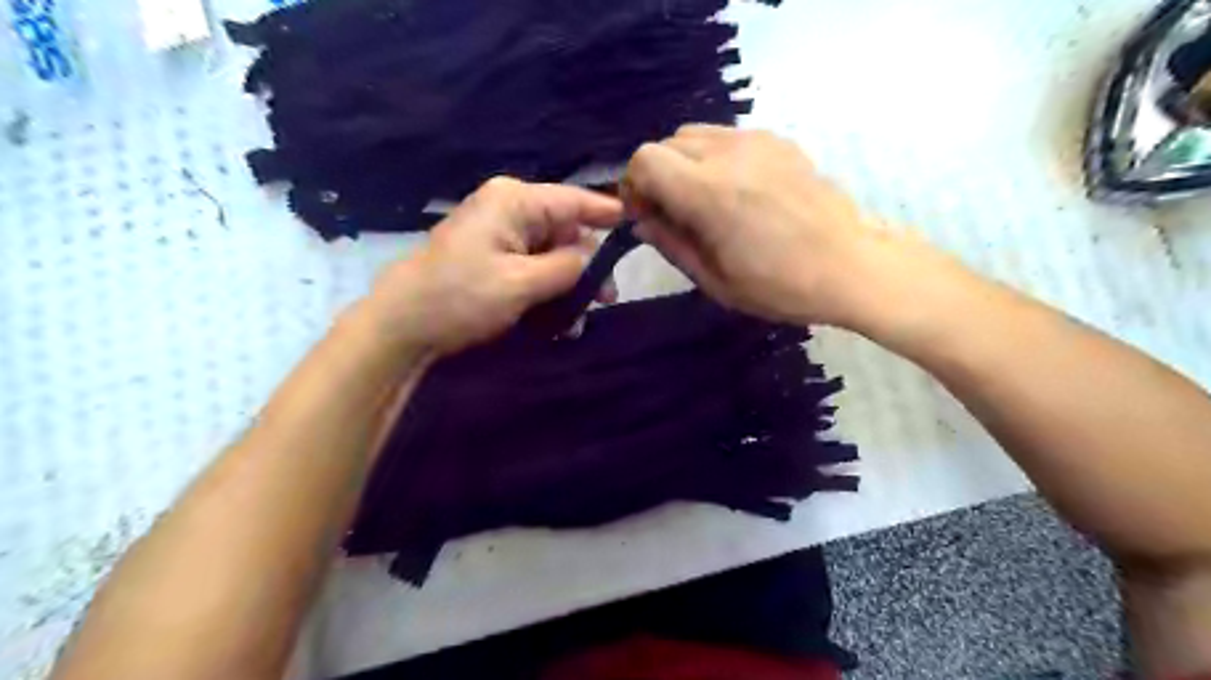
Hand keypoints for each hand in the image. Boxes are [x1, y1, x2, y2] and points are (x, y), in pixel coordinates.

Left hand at [362, 174, 623, 354]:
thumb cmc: (460, 297)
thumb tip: (592, 257)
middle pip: (565, 230)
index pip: (574, 200)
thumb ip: (566, 267)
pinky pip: (531, 267)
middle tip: (606, 300)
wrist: (402, 324)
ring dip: (566, 285)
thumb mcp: (521, 283)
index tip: (638, 225)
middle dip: (586, 266)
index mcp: (514, 202)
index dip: (608, 213)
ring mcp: (498, 234)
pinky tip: (554, 319)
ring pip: (551, 253)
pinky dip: (545, 290)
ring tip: (576, 320)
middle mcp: (508, 209)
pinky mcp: (491, 256)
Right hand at [623, 124, 918, 331]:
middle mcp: (728, 153)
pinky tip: (738, 191)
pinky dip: (716, 157)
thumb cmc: (781, 286)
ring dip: (686, 164)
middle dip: (658, 176)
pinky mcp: (779, 140)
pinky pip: (728, 136)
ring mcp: (758, 141)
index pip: (644, 159)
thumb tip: (643, 221)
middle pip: (667, 143)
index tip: (648, 215)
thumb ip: (671, 244)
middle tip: (675, 213)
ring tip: (706, 200)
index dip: (634, 186)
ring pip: (696, 134)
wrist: (851, 266)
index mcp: (708, 192)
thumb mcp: (715, 281)